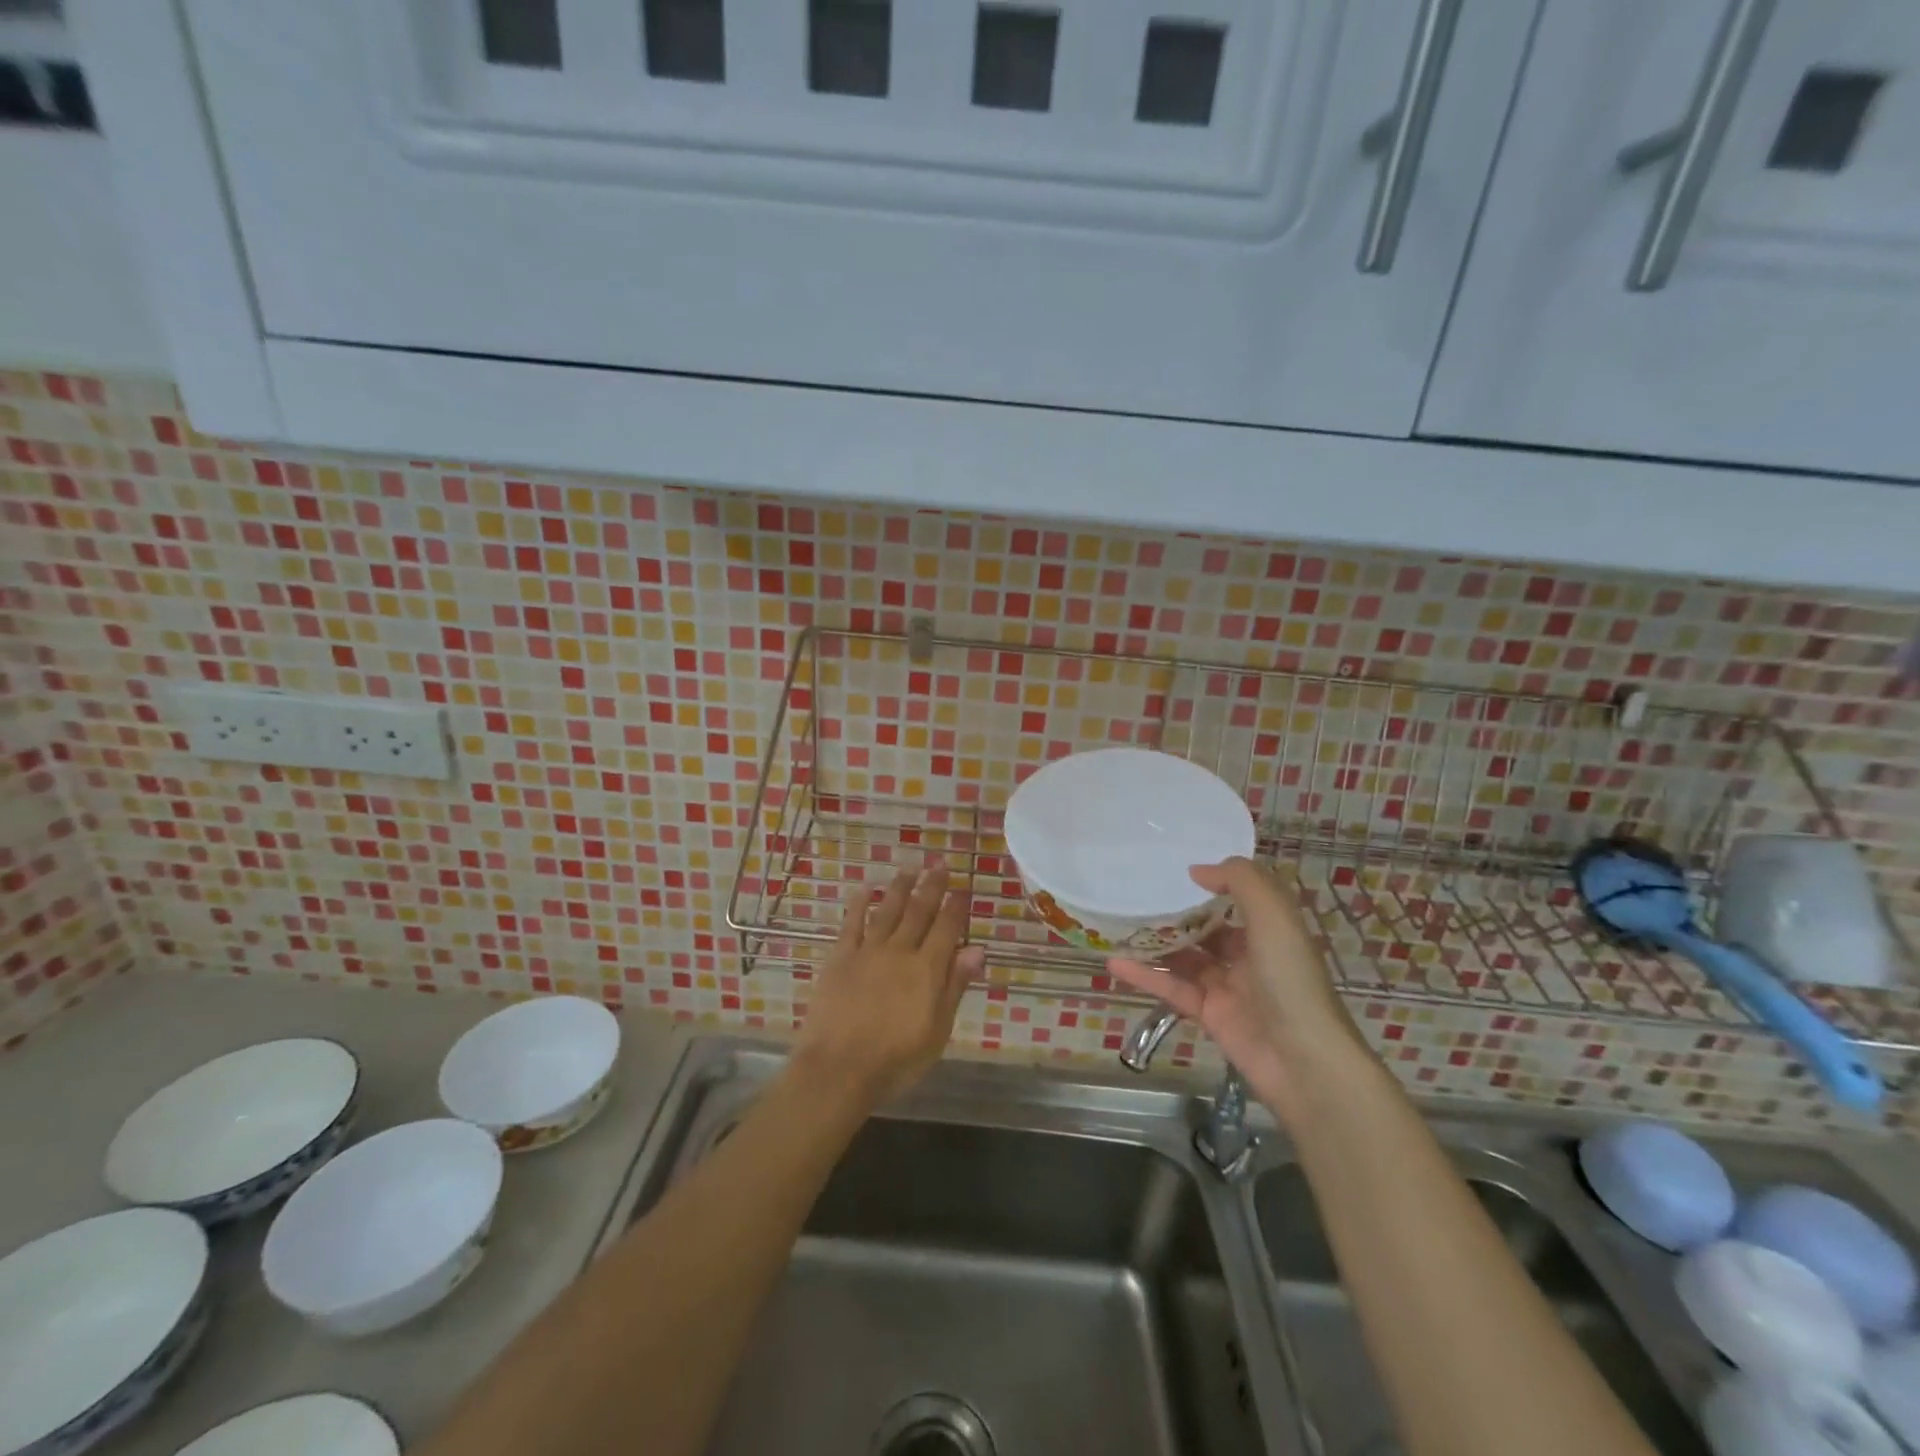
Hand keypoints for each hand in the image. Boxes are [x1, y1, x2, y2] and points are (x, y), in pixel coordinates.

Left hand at [791, 866, 984, 1107]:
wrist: (838, 1069)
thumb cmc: (896, 1060)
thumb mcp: (937, 1031)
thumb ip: (954, 986)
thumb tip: (976, 949)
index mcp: (927, 969)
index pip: (947, 928)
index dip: (956, 906)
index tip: (963, 887)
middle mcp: (900, 951)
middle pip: (919, 911)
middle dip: (932, 886)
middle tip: (940, 863)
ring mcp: (867, 951)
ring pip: (888, 910)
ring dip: (900, 887)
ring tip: (910, 868)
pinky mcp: (840, 957)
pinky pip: (852, 923)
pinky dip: (860, 904)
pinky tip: (866, 889)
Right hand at [1107, 857, 1371, 1127]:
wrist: (1303, 1061)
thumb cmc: (1291, 979)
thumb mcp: (1274, 916)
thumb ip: (1240, 881)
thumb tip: (1196, 871)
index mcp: (1271, 929)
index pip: (1240, 897)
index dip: (1213, 881)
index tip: (1175, 867)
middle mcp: (1250, 954)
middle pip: (1207, 927)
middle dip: (1176, 912)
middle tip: (1136, 892)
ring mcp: (1228, 986)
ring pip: (1185, 957)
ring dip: (1155, 943)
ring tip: (1117, 924)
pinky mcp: (1209, 1014)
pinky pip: (1172, 988)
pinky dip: (1145, 976)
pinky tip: (1114, 963)